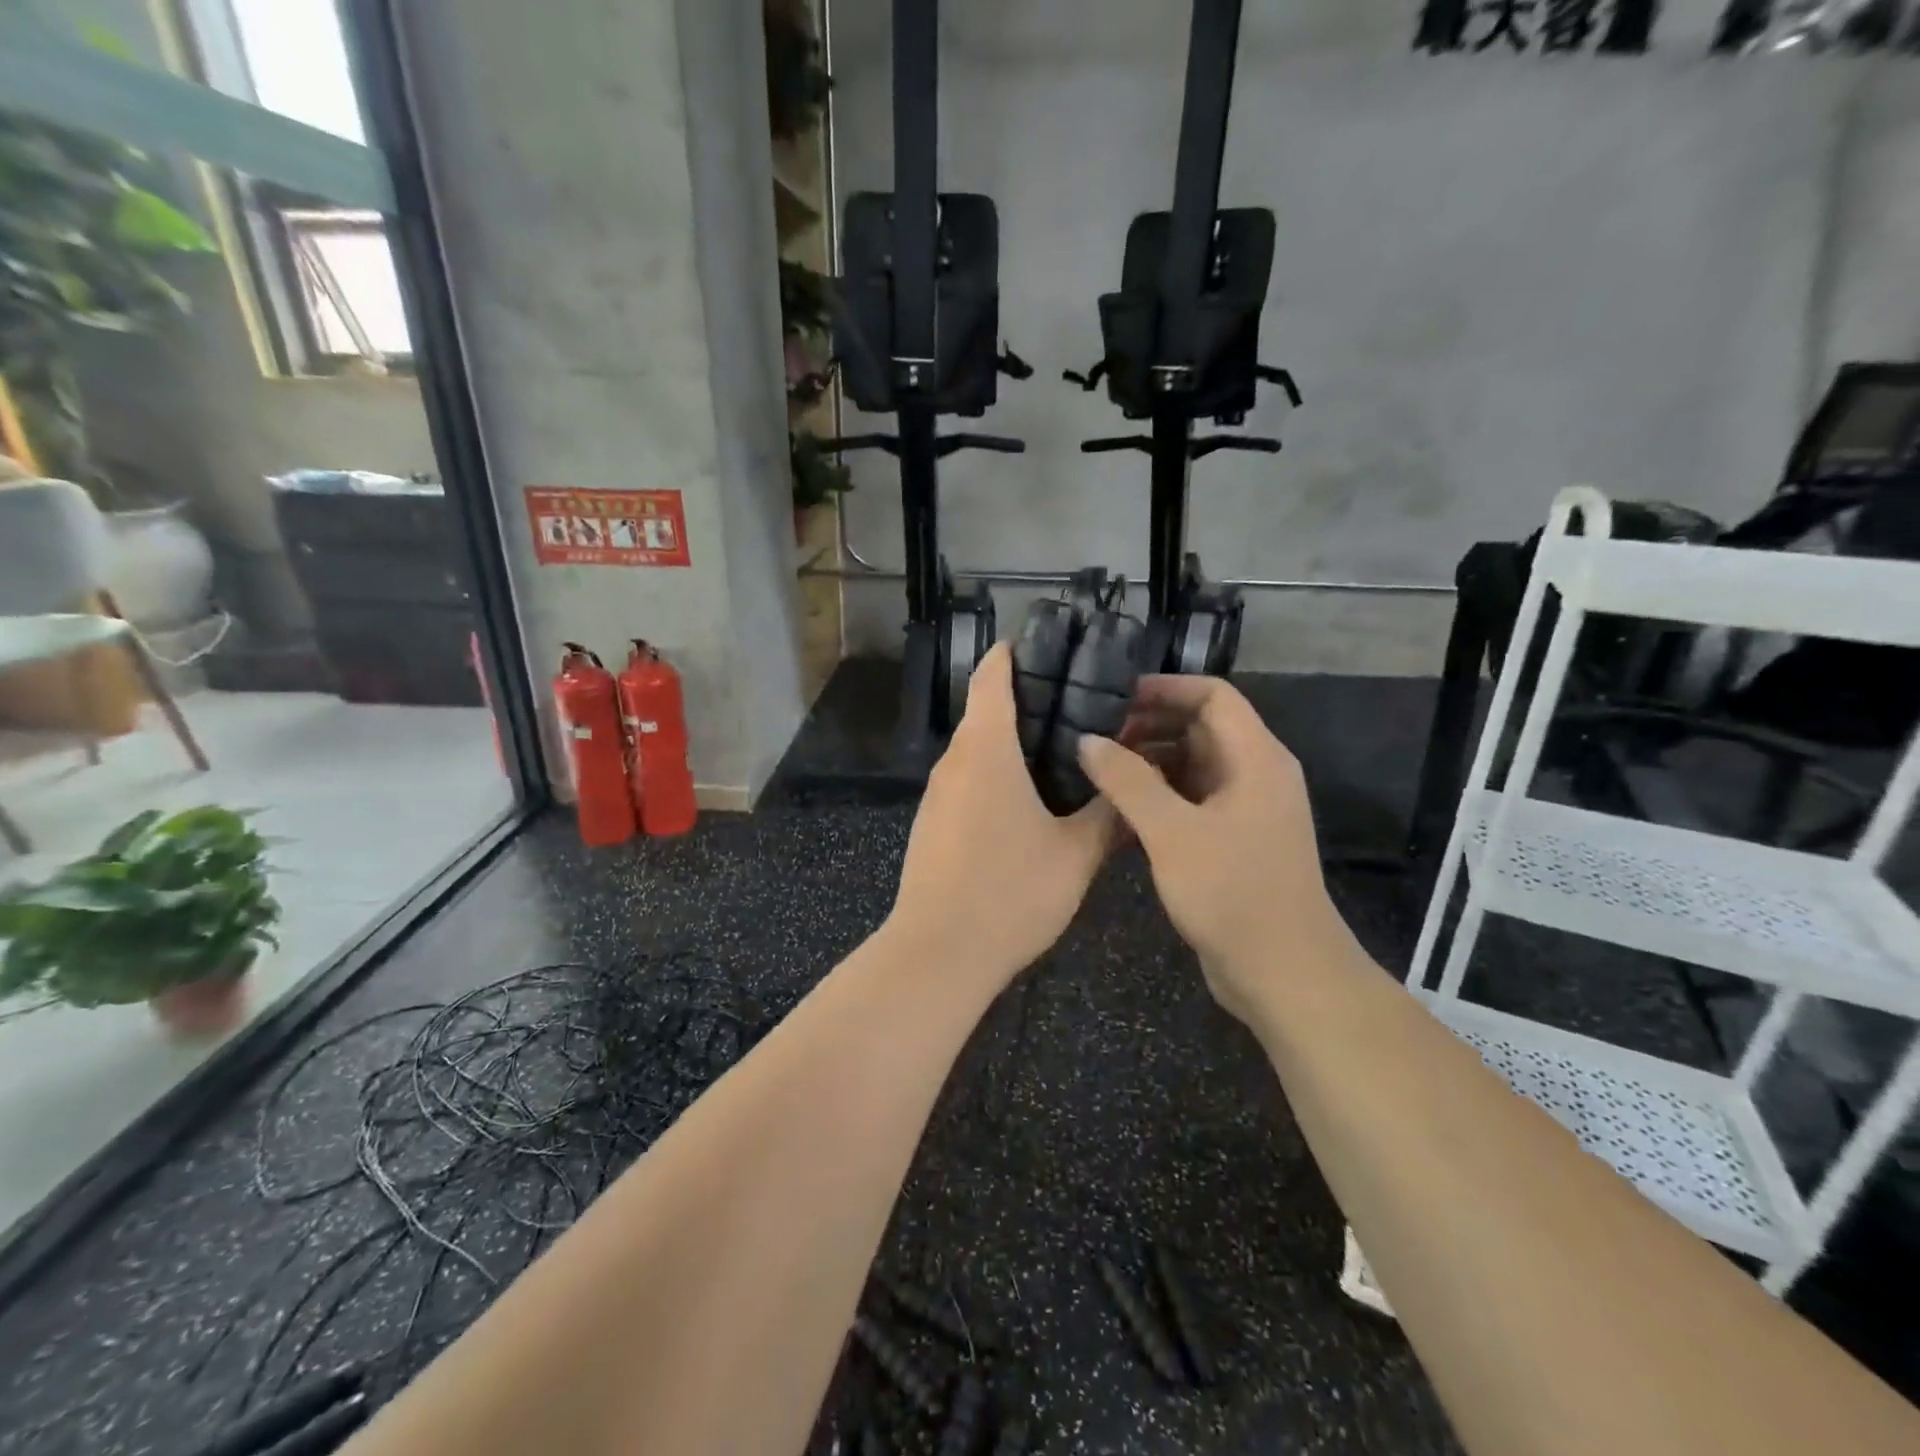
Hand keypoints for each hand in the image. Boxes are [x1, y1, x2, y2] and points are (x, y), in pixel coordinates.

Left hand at [887, 645, 1115, 987]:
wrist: (939, 954)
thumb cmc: (1011, 893)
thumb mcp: (1076, 853)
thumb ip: (1107, 813)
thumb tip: (1130, 783)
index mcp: (986, 749)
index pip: (993, 675)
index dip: (1018, 652)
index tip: (1053, 648)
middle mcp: (955, 761)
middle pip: (986, 710)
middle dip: (1029, 702)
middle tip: (1082, 708)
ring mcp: (938, 794)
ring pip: (977, 750)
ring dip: (1013, 743)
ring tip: (1066, 754)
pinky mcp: (932, 823)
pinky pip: (968, 782)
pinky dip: (997, 775)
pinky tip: (1030, 803)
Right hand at [1080, 676, 1362, 1028]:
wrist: (1284, 973)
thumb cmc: (1232, 893)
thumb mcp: (1172, 832)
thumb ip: (1127, 781)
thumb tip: (1087, 740)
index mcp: (1256, 758)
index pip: (1213, 696)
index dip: (1165, 688)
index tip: (1114, 695)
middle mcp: (1256, 774)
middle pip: (1201, 728)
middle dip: (1149, 725)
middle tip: (1095, 736)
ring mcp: (1246, 810)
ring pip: (1193, 766)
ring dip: (1149, 763)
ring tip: (1098, 770)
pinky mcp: (1233, 841)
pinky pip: (1192, 801)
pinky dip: (1158, 797)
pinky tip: (1118, 813)